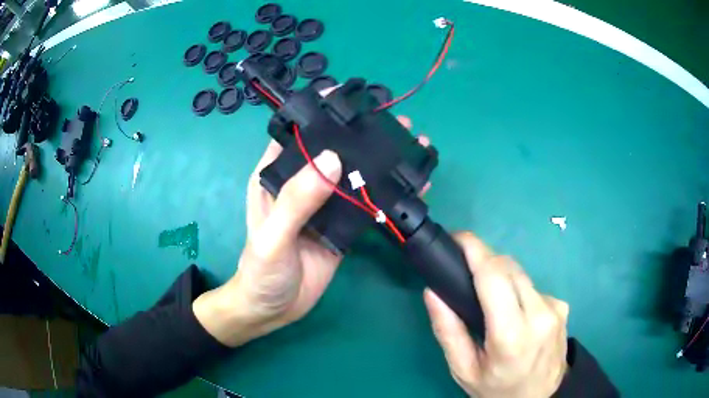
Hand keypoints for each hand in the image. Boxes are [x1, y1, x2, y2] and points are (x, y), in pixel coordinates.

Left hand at [194, 99, 430, 345]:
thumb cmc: (261, 273)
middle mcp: (302, 184)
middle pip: (332, 149)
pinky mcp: (342, 225)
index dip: (318, 112)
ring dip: (379, 161)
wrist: (274, 310)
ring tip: (410, 146)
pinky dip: (386, 194)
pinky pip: (365, 203)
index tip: (347, 96)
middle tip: (393, 120)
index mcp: (275, 176)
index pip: (296, 133)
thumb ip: (297, 200)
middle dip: (360, 133)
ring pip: (354, 174)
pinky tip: (409, 187)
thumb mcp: (273, 237)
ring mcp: (324, 205)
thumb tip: (334, 159)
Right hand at [424, 232, 568, 397]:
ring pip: (522, 274)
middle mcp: (539, 315)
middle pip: (508, 268)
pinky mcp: (563, 306)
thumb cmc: (496, 388)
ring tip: (489, 299)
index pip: (494, 276)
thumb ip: (448, 331)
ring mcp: (555, 308)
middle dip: (485, 261)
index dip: (475, 250)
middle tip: (466, 272)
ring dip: (502, 277)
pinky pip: (533, 287)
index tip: (457, 238)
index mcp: (511, 335)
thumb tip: (433, 291)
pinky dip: (518, 290)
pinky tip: (514, 311)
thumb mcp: (463, 369)